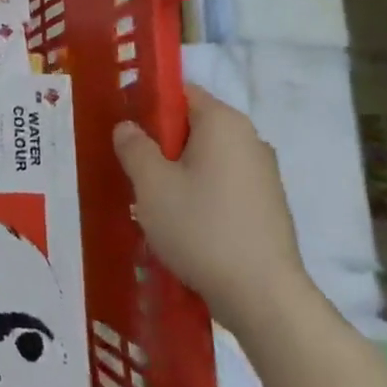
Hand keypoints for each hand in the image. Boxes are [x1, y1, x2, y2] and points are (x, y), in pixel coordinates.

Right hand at [113, 84, 310, 335]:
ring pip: (205, 158)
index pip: (180, 92)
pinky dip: (198, 192)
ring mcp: (262, 174)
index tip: (121, 125)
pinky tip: (179, 221)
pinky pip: (221, 183)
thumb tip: (127, 126)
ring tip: (148, 199)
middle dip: (159, 141)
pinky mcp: (266, 205)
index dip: (146, 102)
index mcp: (223, 123)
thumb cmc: (200, 227)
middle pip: (193, 125)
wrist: (261, 295)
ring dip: (176, 170)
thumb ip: (133, 147)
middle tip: (128, 166)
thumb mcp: (151, 184)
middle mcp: (249, 139)